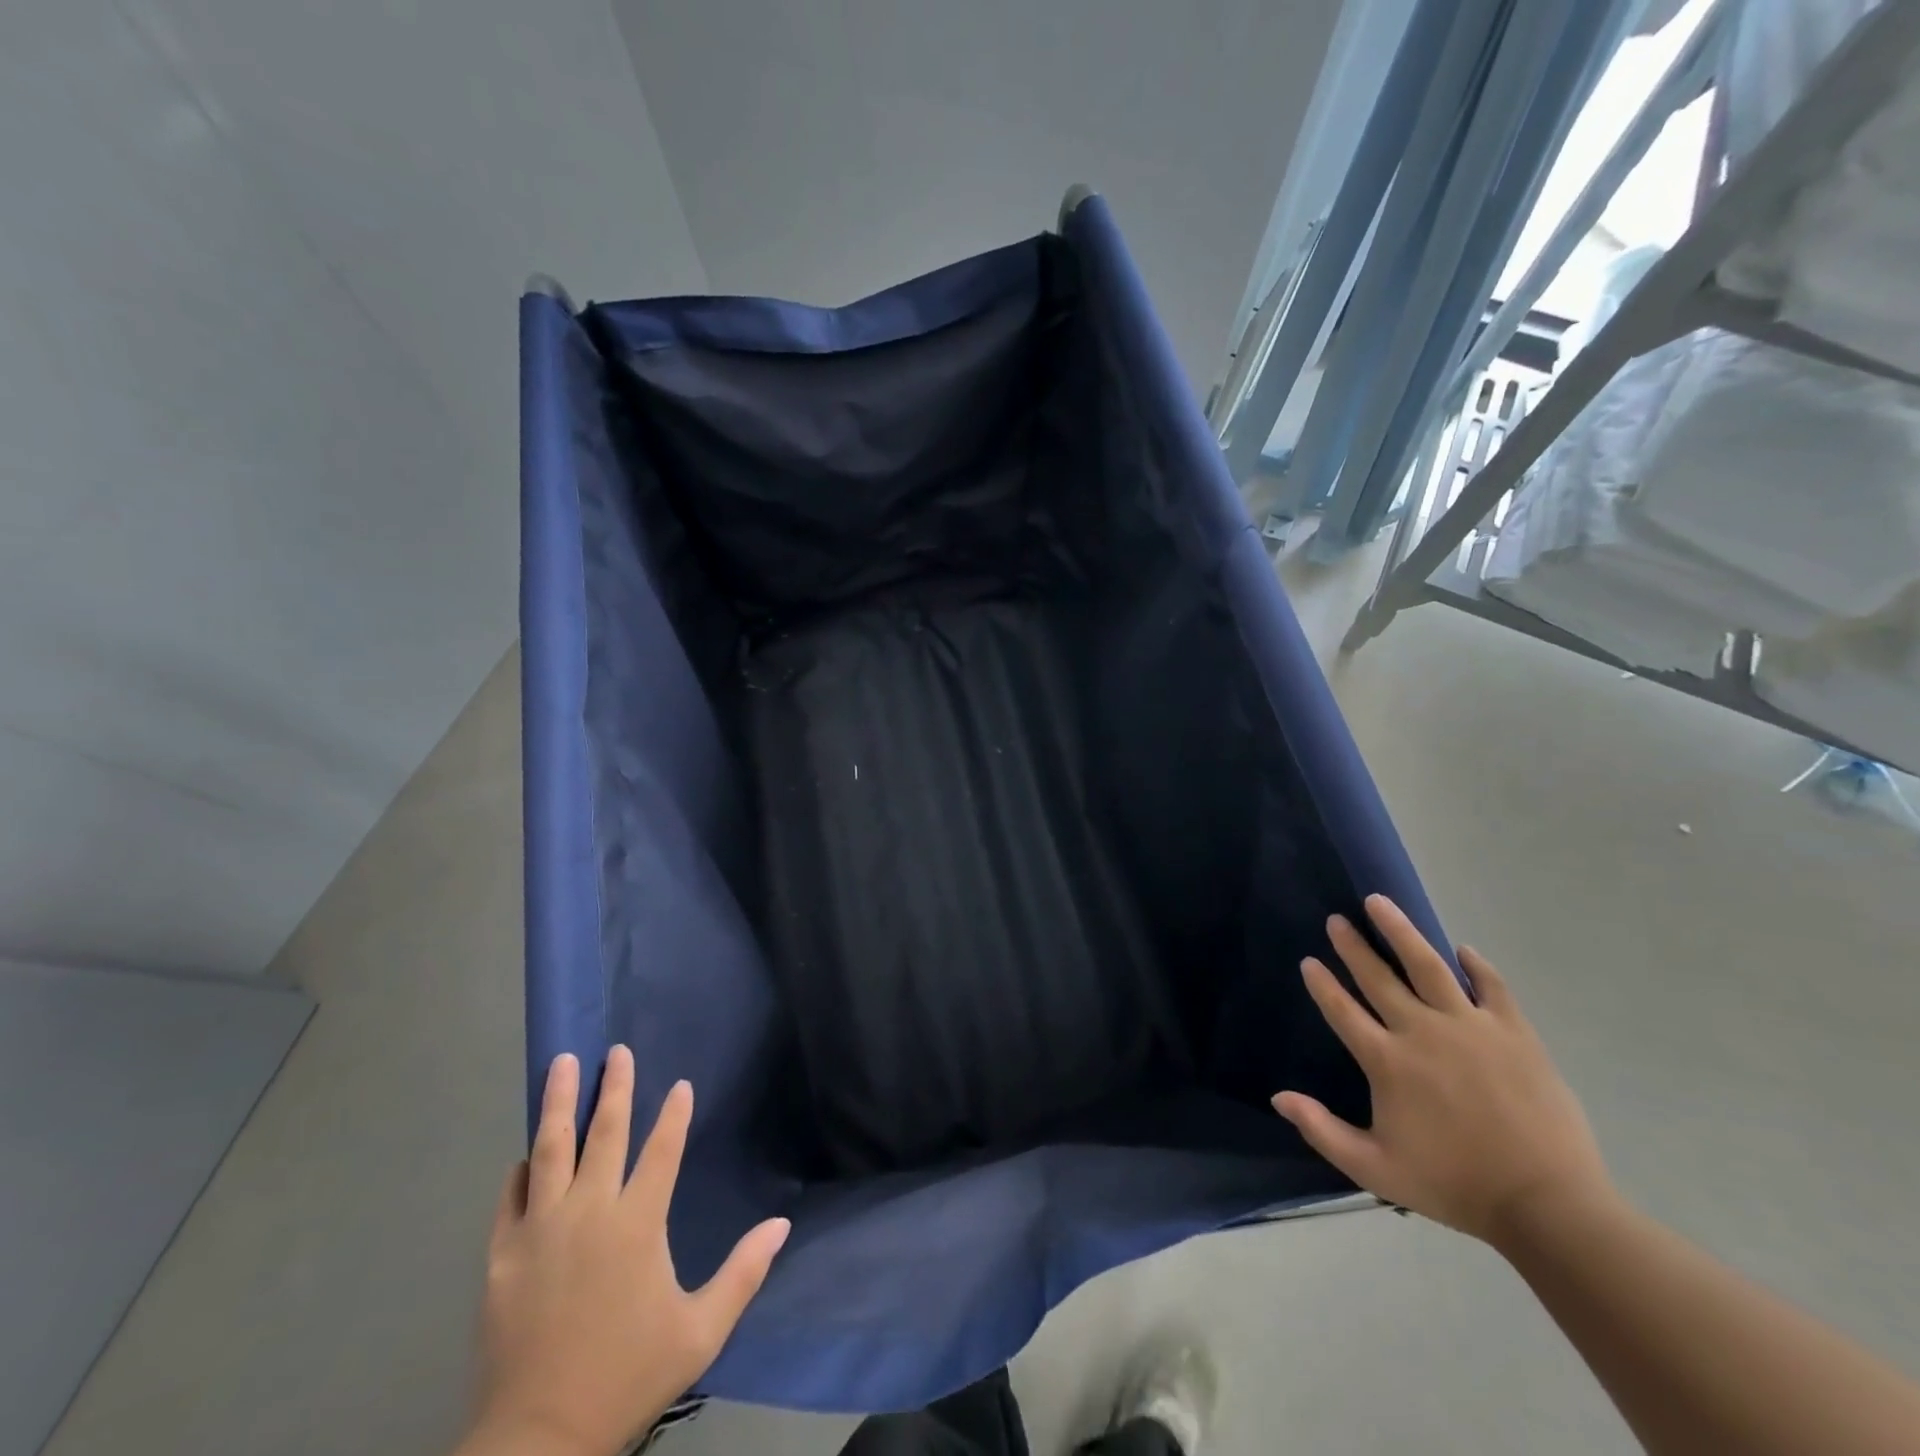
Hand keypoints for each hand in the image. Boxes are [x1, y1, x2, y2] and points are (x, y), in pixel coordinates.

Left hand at [461, 1049, 790, 1455]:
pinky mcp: (502, 1257)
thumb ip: (743, 1273)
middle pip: (604, 1134)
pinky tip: (524, 1154)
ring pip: (550, 1150)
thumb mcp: (700, 1331)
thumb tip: (782, 1224)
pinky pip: (510, 1198)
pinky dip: (520, 1171)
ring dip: (559, 1103)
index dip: (674, 1114)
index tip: (680, 1084)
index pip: (662, 1150)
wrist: (538, 1441)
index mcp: (637, 1223)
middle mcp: (589, 1212)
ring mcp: (540, 1231)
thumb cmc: (627, 1377)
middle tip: (617, 1051)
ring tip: (563, 1064)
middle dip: (614, 1088)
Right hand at [1272, 895, 1614, 1246]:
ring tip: (1380, 903)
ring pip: (1427, 964)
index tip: (1309, 961)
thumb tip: (1278, 1097)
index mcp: (1387, 1062)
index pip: (1343, 1010)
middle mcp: (1422, 1031)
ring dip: (1400, 931)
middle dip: (1353, 945)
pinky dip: (1476, 964)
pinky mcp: (1513, 1032)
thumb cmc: (1454, 1185)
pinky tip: (1462, 949)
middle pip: (1378, 977)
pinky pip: (1491, 986)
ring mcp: (1470, 1027)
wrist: (1548, 1206)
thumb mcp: (1376, 1170)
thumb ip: (1322, 1131)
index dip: (1322, 984)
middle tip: (1337, 919)